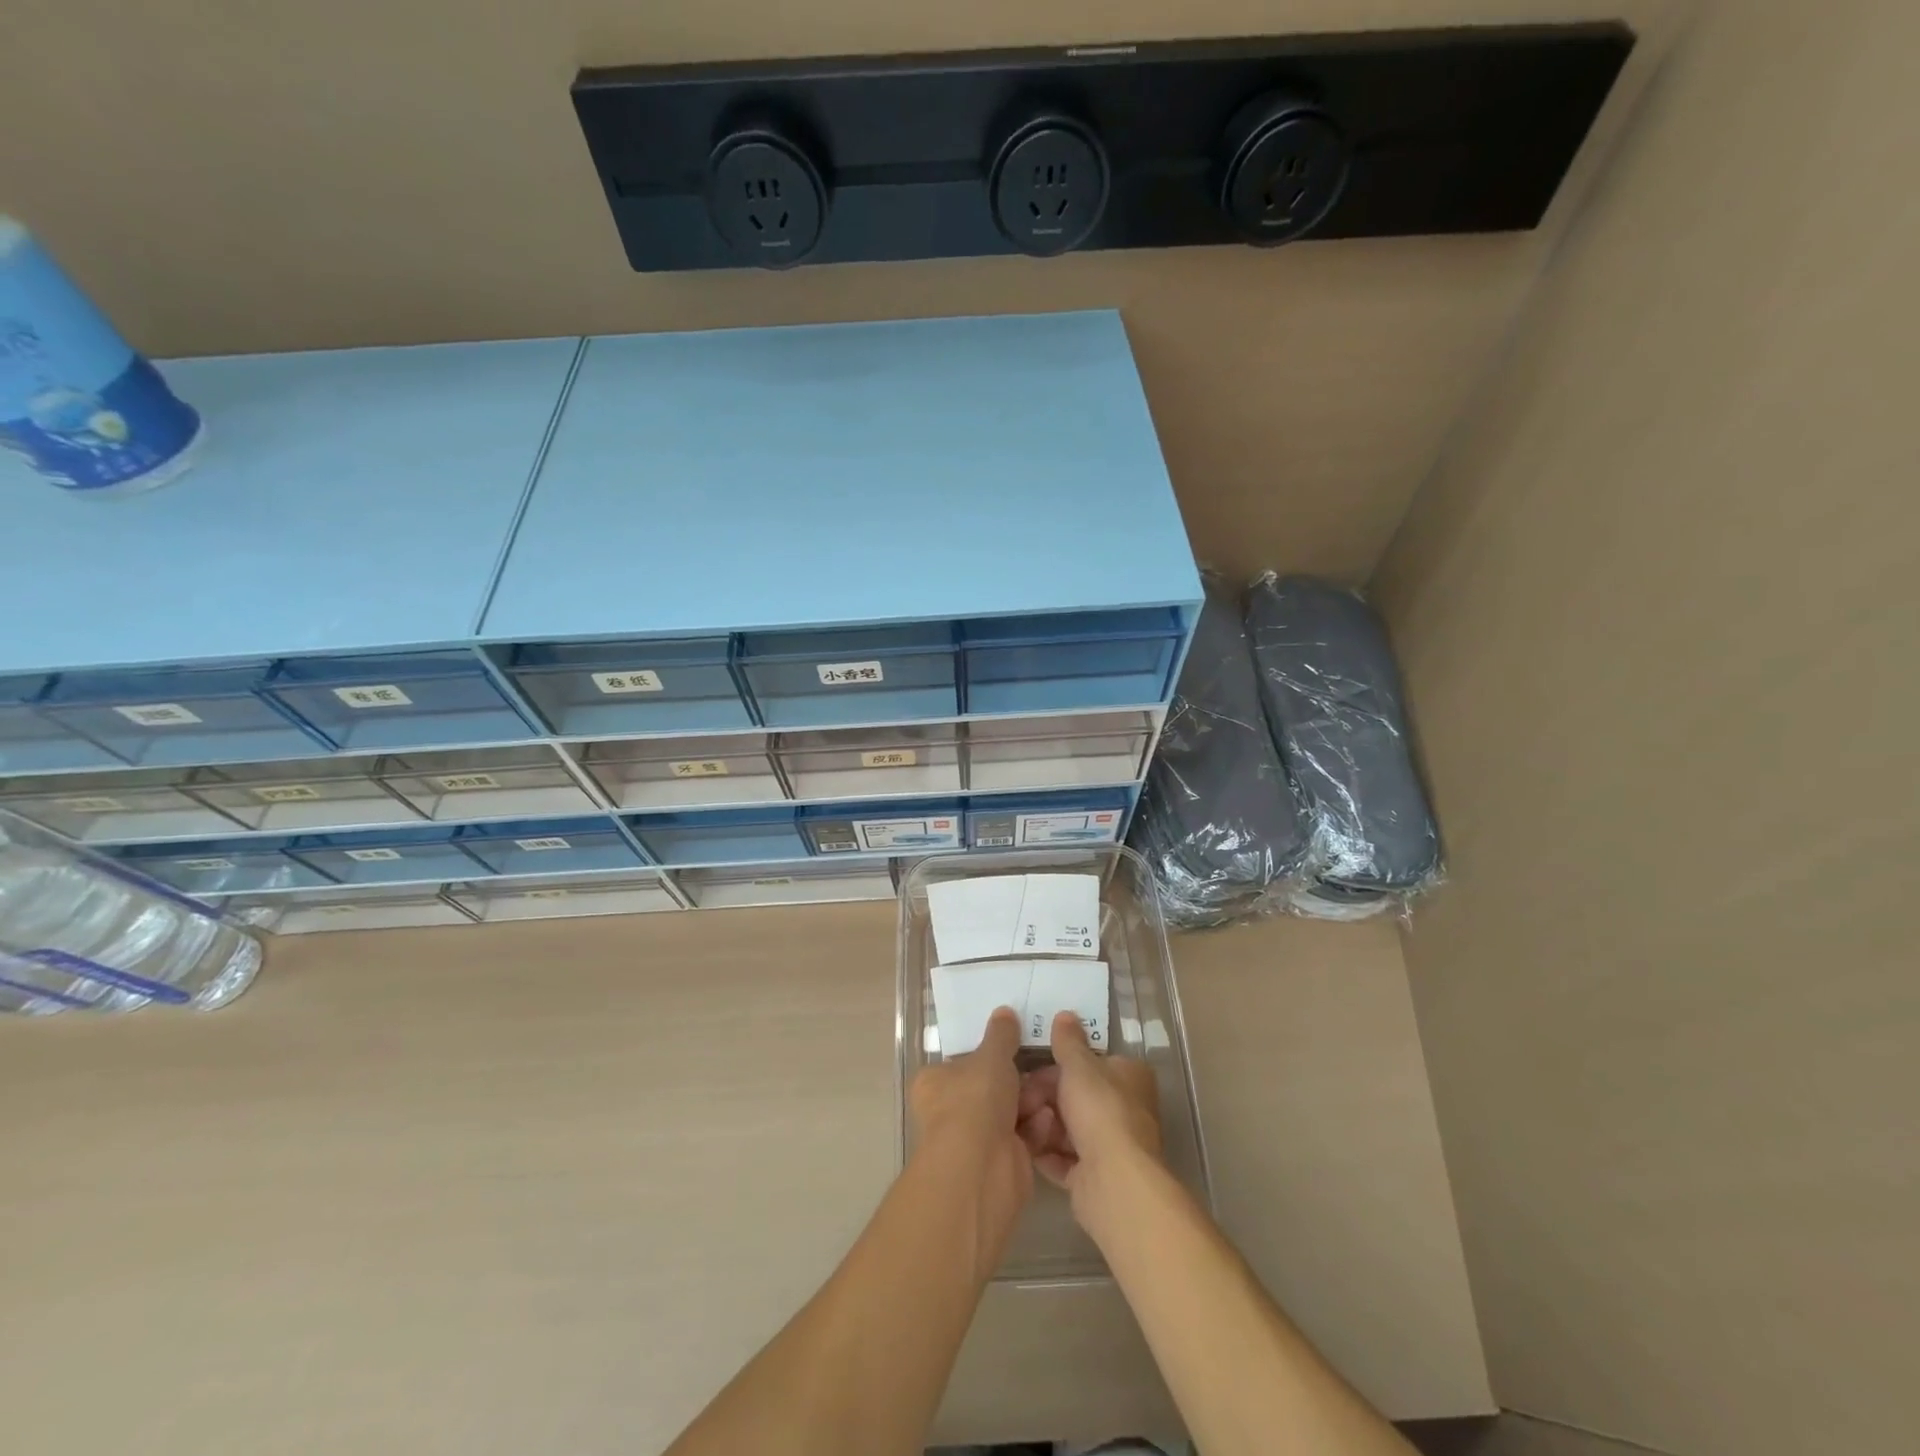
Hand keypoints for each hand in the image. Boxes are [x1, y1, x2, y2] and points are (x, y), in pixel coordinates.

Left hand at [907, 1006, 1032, 1275]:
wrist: (981, 1168)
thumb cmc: (975, 1100)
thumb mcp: (992, 1056)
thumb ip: (1001, 1035)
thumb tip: (1004, 1012)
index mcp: (936, 1082)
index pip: (962, 1062)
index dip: (989, 1054)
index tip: (1016, 1044)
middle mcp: (950, 1111)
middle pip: (992, 1087)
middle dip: (1020, 1078)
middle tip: (1046, 1064)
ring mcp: (975, 1139)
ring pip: (1011, 1111)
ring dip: (1032, 1101)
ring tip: (1055, 1087)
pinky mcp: (1000, 1163)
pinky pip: (1023, 1136)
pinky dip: (1036, 1127)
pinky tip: (1048, 1118)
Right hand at [1017, 1011, 1162, 1217]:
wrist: (1113, 1181)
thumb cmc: (1100, 1110)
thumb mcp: (1079, 1066)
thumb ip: (1068, 1041)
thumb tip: (1065, 1014)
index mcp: (1128, 1077)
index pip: (1090, 1063)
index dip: (1060, 1064)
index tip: (1032, 1066)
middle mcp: (1124, 1109)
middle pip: (1075, 1096)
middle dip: (1044, 1096)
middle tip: (1018, 1097)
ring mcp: (1110, 1145)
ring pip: (1067, 1127)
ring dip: (1042, 1124)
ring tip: (1019, 1122)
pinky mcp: (1094, 1177)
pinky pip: (1062, 1158)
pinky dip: (1044, 1151)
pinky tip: (1024, 1146)